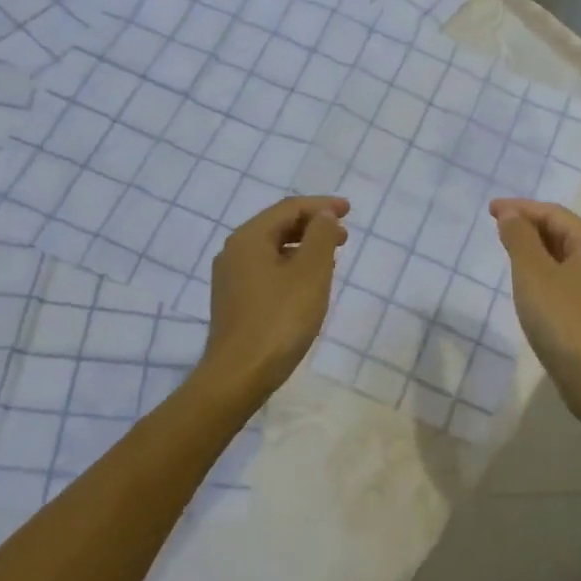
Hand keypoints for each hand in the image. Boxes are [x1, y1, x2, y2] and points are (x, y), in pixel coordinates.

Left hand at [200, 196, 349, 402]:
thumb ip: (321, 236)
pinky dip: (291, 267)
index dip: (321, 205)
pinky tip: (308, 284)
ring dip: (304, 248)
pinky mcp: (234, 301)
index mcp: (249, 238)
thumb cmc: (279, 319)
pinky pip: (267, 270)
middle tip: (344, 237)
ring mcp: (231, 278)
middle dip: (313, 227)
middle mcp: (234, 251)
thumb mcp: (310, 273)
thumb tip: (324, 215)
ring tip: (331, 259)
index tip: (349, 210)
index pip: (289, 208)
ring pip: (272, 249)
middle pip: (278, 226)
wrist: (239, 375)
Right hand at [490, 199, 580, 421]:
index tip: (490, 209)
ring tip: (508, 252)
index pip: (555, 214)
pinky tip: (527, 287)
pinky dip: (543, 274)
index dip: (521, 208)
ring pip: (564, 259)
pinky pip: (564, 282)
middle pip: (563, 233)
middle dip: (529, 226)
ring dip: (535, 250)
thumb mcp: (534, 274)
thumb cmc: (563, 320)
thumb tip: (511, 213)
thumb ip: (520, 239)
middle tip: (497, 227)